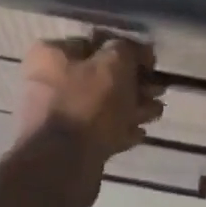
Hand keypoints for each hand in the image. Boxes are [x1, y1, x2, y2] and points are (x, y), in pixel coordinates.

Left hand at [15, 34, 163, 169]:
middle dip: (133, 83)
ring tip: (155, 113)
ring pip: (101, 105)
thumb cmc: (88, 104)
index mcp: (51, 55)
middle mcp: (47, 81)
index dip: (128, 50)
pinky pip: (97, 131)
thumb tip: (137, 51)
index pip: (96, 43)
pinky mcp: (66, 144)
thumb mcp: (114, 63)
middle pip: (99, 76)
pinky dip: (118, 130)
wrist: (63, 164)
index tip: (152, 64)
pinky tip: (139, 134)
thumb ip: (128, 50)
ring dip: (130, 107)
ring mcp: (55, 115)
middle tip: (158, 91)